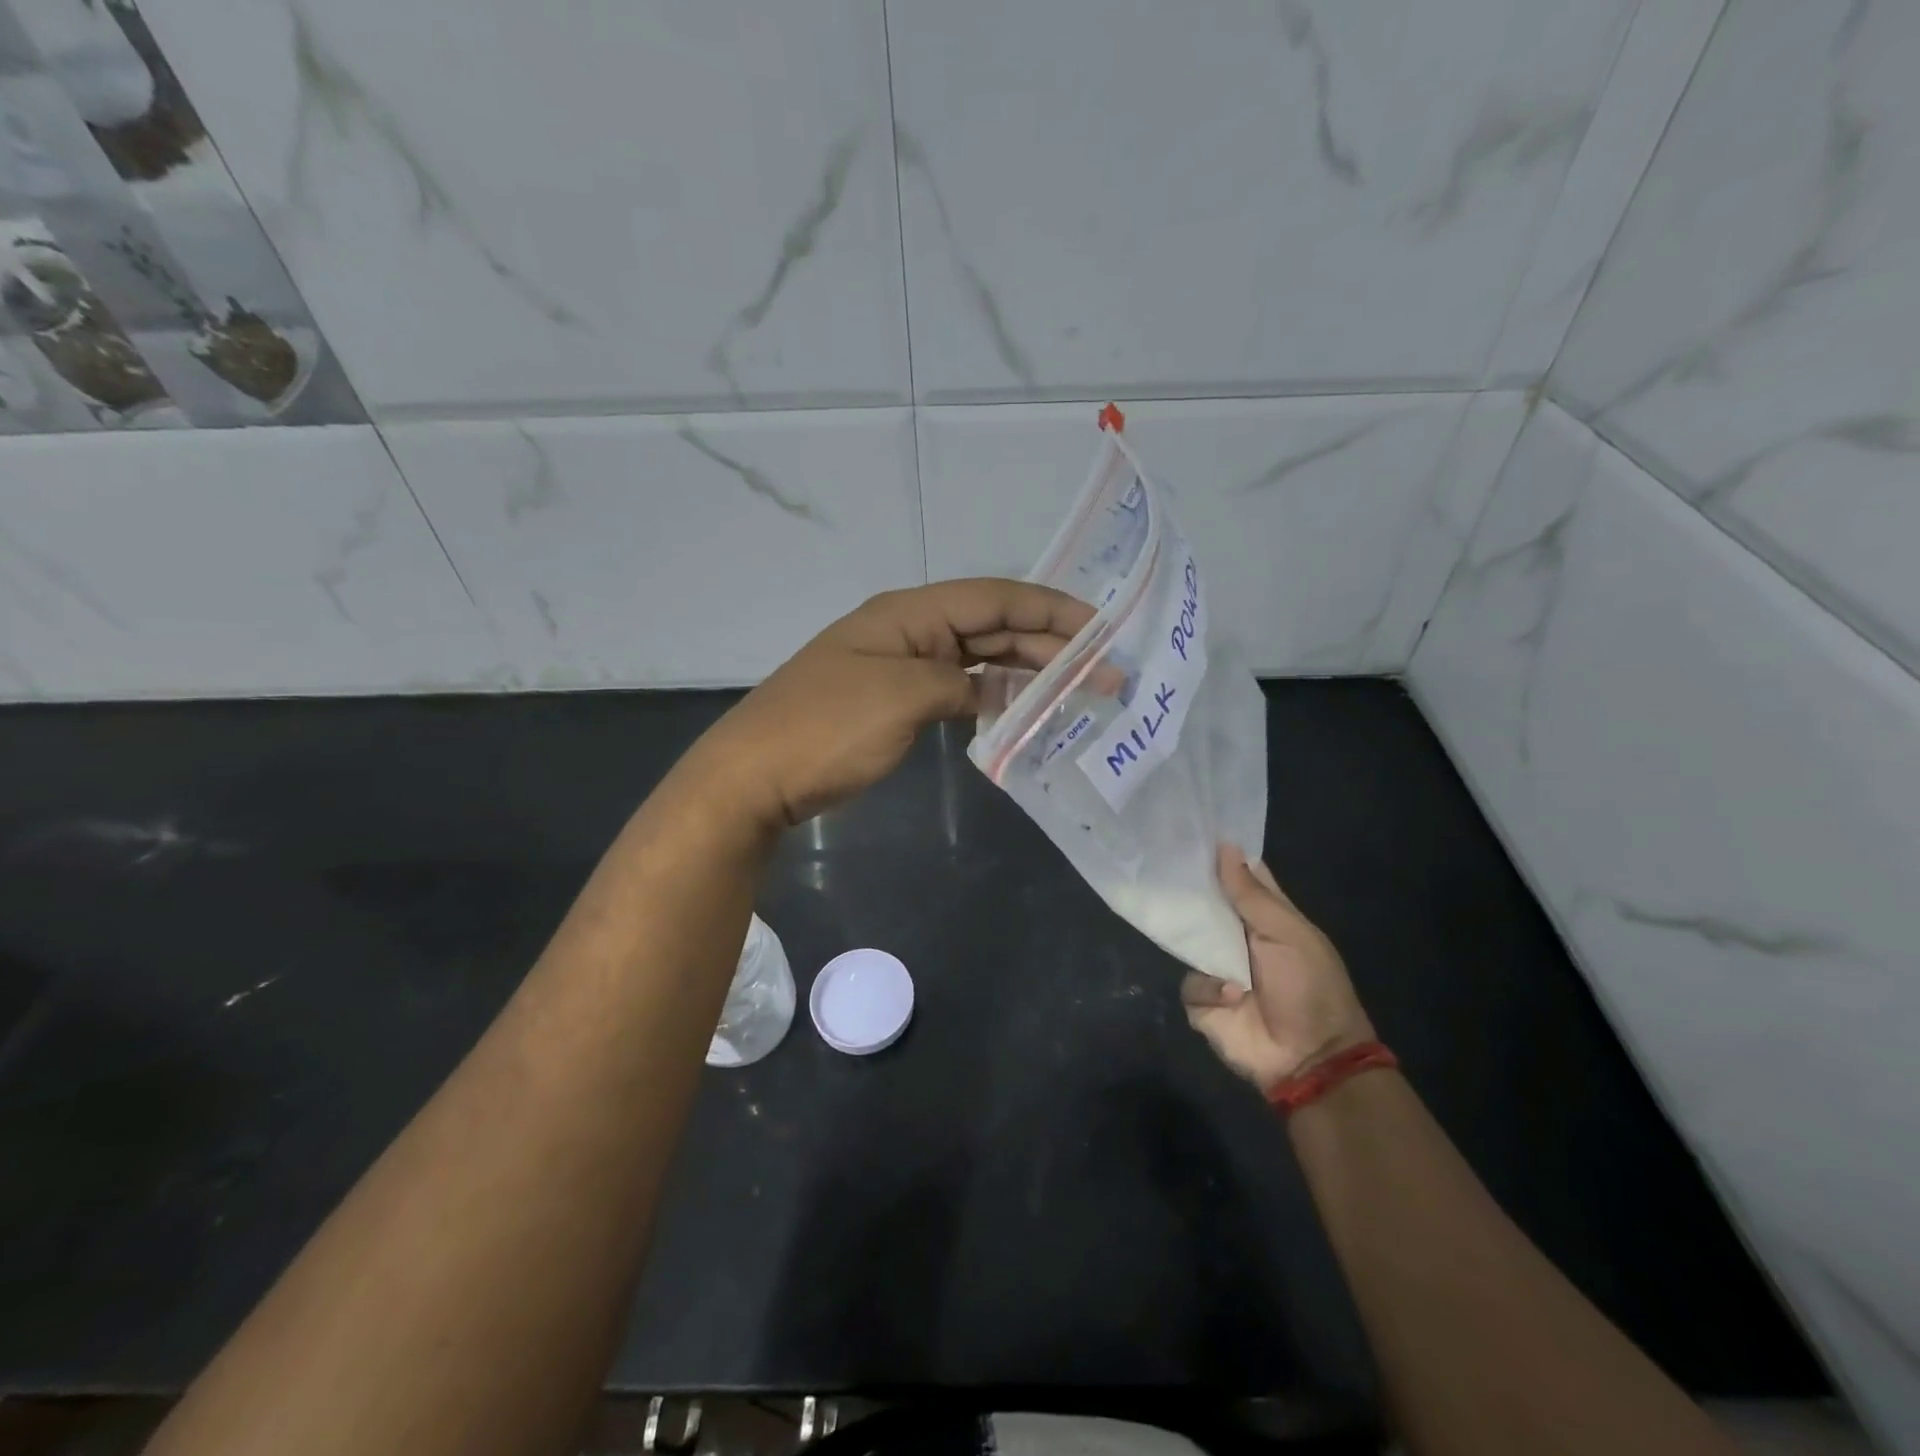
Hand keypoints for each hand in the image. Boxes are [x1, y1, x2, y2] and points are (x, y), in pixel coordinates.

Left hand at [687, 579, 1093, 828]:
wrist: (755, 776)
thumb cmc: (825, 729)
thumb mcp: (900, 697)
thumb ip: (960, 684)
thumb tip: (994, 691)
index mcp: (909, 614)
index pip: (994, 598)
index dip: (1051, 609)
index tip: (1102, 628)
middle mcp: (911, 631)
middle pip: (992, 627)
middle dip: (1051, 646)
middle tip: (1106, 674)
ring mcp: (903, 667)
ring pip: (980, 659)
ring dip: (1028, 672)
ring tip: (1079, 692)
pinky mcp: (898, 703)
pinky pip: (959, 690)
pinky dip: (993, 699)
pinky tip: (1024, 713)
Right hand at [1182, 846, 1375, 1092]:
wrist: (1310, 1059)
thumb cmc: (1309, 987)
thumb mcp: (1288, 934)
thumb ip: (1252, 895)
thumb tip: (1225, 847)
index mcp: (1266, 917)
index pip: (1241, 877)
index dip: (1222, 856)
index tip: (1193, 831)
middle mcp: (1237, 937)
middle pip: (1205, 904)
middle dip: (1189, 890)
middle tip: (1165, 866)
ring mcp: (1217, 968)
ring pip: (1187, 939)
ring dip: (1197, 942)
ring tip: (1211, 946)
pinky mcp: (1202, 1001)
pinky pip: (1190, 982)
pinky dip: (1209, 988)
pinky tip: (1232, 996)